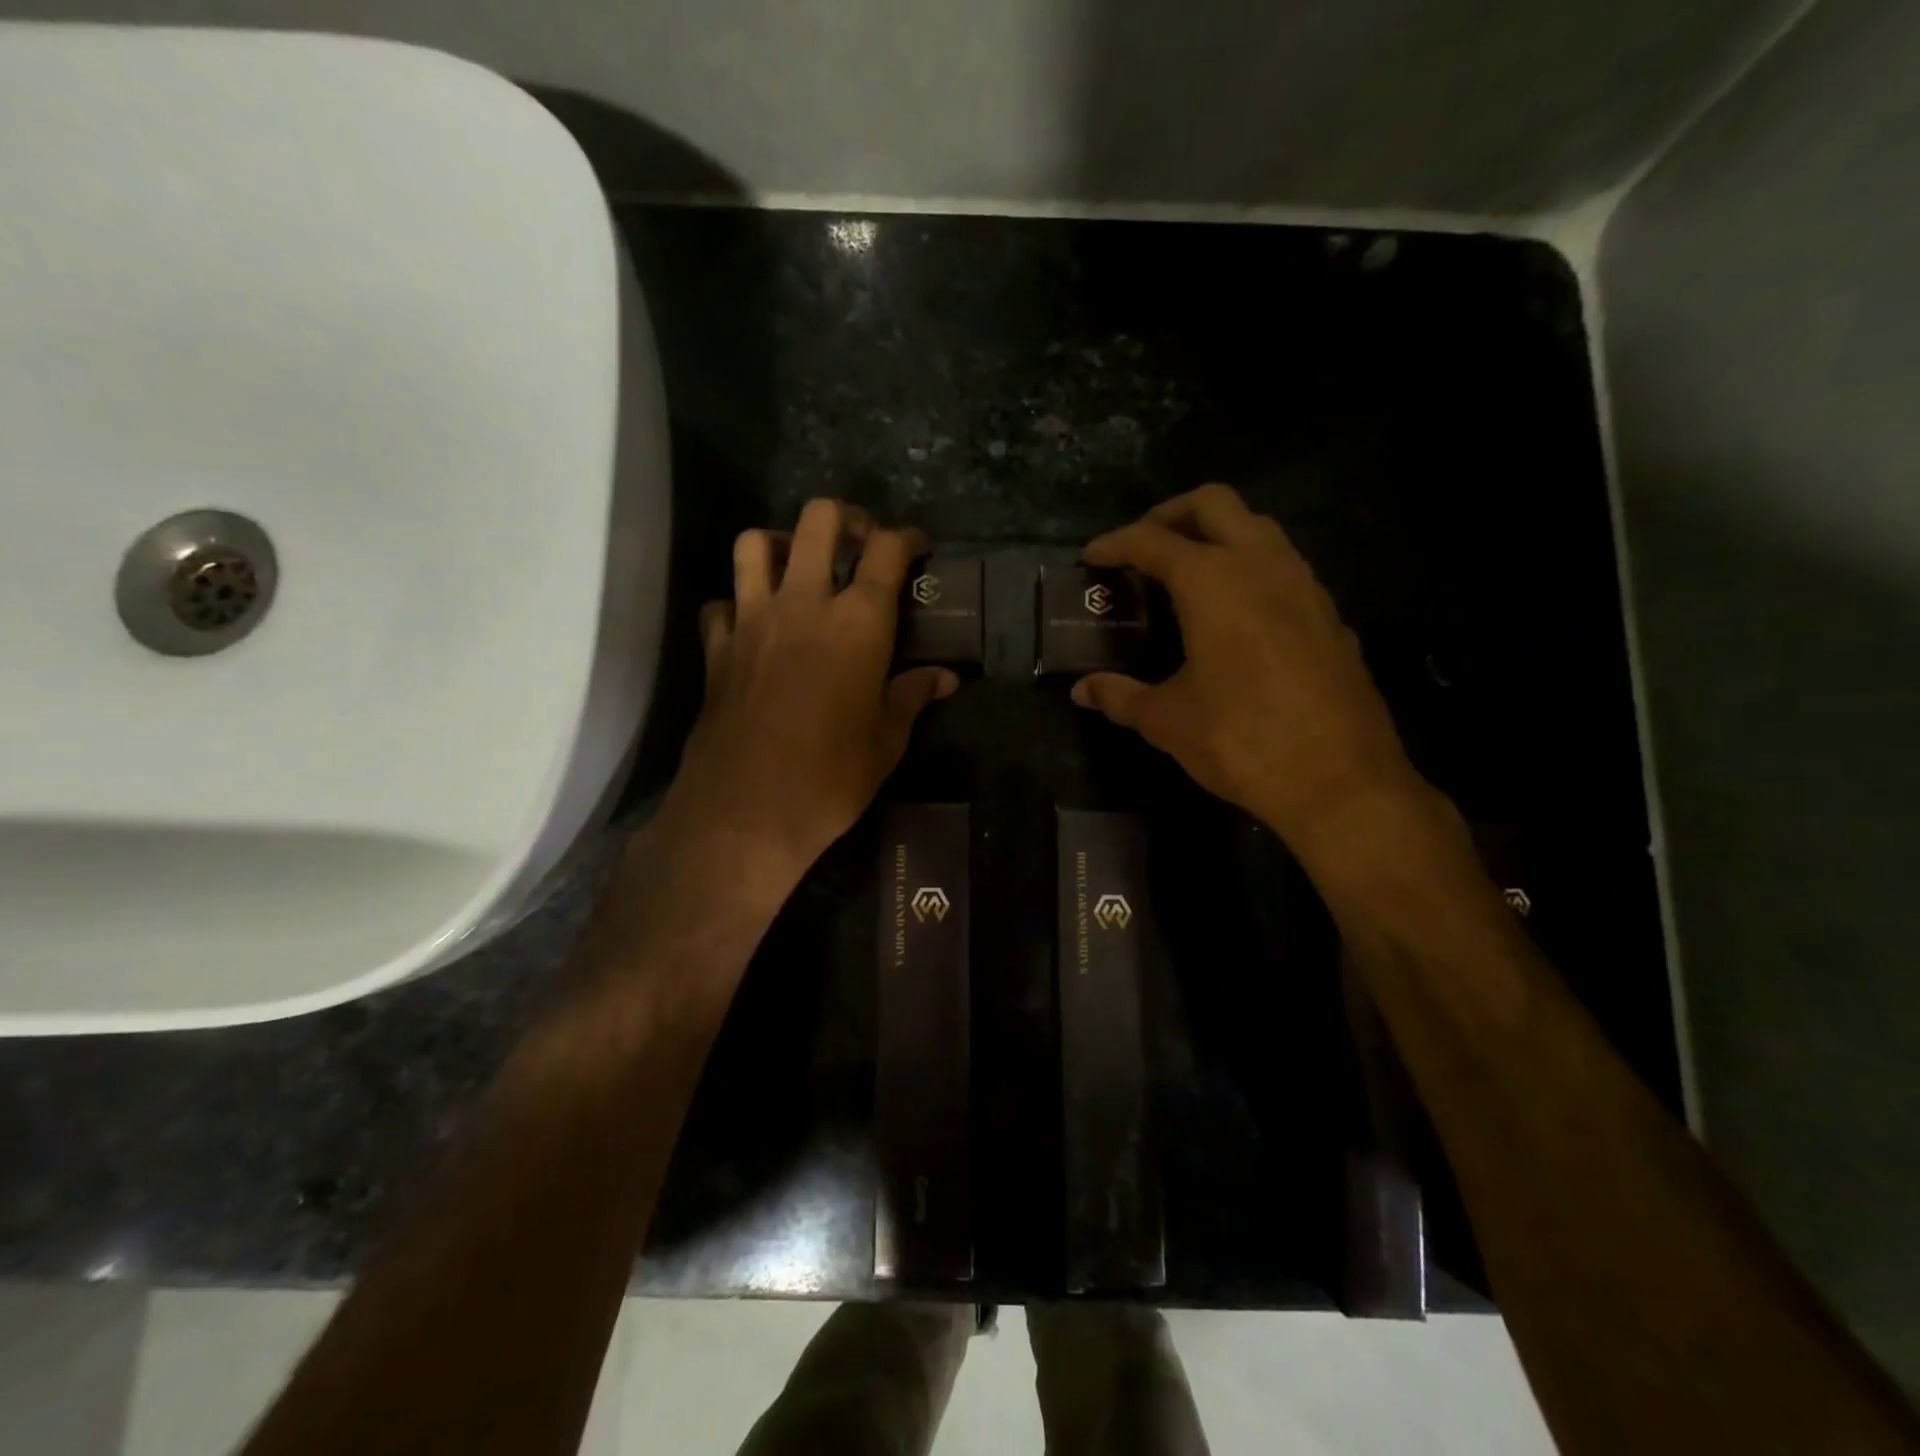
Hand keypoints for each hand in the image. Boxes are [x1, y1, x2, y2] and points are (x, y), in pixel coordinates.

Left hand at [653, 499, 956, 900]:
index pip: (887, 551)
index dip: (908, 538)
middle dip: (847, 518)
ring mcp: (752, 620)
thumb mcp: (887, 740)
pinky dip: (737, 602)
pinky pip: (720, 602)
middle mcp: (803, 604)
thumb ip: (913, 696)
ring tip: (799, 567)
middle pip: (818, 521)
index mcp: (858, 622)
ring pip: (754, 544)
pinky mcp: (716, 648)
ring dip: (781, 543)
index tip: (918, 546)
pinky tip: (753, 624)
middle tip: (860, 542)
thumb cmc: (831, 777)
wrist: (747, 811)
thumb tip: (945, 679)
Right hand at [1072, 485, 1421, 850]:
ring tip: (1187, 574)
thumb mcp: (1168, 720)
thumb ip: (1120, 696)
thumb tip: (1083, 691)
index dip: (1115, 544)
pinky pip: (1285, 566)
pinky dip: (1251, 568)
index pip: (1153, 541)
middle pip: (1214, 504)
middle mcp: (1262, 566)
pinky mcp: (1330, 615)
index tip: (1091, 556)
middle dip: (1171, 514)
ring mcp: (1305, 586)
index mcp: (1213, 582)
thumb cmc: (1241, 741)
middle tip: (1143, 546)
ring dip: (1218, 534)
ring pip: (1258, 528)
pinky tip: (1237, 614)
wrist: (1340, 781)